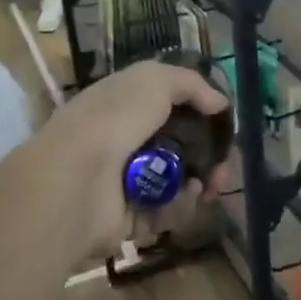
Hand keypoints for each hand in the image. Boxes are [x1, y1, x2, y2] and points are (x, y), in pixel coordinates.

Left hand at [41, 60, 230, 255]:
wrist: (76, 178)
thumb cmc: (114, 118)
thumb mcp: (154, 81)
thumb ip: (190, 84)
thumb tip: (220, 102)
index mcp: (123, 105)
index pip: (165, 105)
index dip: (196, 112)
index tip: (221, 122)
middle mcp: (122, 141)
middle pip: (176, 148)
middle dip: (207, 155)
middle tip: (224, 165)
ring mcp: (124, 182)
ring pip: (174, 183)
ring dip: (199, 182)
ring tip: (211, 183)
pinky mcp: (127, 219)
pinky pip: (164, 212)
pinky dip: (181, 206)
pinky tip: (190, 198)